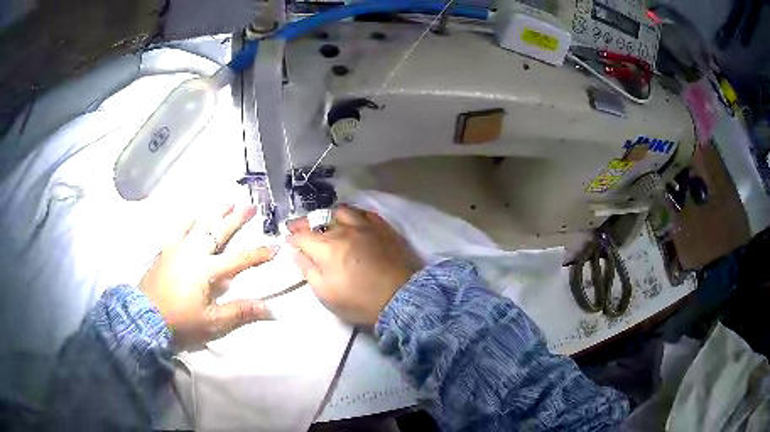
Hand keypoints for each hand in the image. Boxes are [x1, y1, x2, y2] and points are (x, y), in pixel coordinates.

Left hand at [140, 204, 277, 348]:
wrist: (145, 316)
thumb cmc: (180, 321)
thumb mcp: (212, 322)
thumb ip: (240, 312)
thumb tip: (270, 309)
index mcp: (208, 270)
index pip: (239, 260)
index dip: (258, 254)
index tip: (275, 246)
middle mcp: (194, 253)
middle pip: (219, 232)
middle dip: (237, 219)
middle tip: (250, 206)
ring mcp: (178, 248)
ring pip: (200, 225)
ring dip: (215, 213)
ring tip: (227, 201)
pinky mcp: (166, 250)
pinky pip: (177, 229)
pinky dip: (187, 219)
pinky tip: (193, 213)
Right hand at [287, 205, 421, 325]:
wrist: (400, 298)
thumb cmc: (359, 301)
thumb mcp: (325, 293)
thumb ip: (308, 270)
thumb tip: (296, 253)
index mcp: (326, 247)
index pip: (303, 236)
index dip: (292, 237)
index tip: (288, 240)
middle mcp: (343, 230)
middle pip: (319, 219)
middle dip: (304, 223)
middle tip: (297, 226)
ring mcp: (365, 226)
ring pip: (342, 211)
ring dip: (329, 215)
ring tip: (326, 221)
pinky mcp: (383, 228)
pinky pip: (366, 213)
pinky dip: (354, 214)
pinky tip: (352, 220)